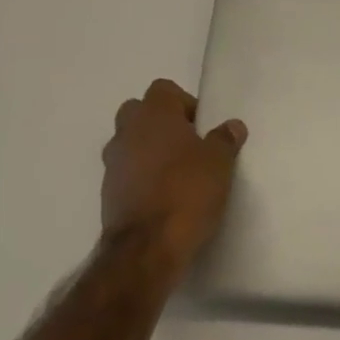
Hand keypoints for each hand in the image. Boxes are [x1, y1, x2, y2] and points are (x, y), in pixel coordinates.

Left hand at [101, 79, 247, 278]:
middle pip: (140, 112)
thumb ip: (225, 139)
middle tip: (187, 146)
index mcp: (154, 113)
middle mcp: (127, 131)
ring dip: (147, 152)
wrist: (146, 250)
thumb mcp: (219, 163)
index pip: (164, 89)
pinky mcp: (107, 194)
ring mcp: (113, 163)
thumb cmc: (186, 192)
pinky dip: (139, 178)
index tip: (201, 127)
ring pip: (129, 143)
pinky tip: (161, 198)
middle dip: (160, 124)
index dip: (184, 103)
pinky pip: (125, 173)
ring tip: (174, 175)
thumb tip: (232, 126)